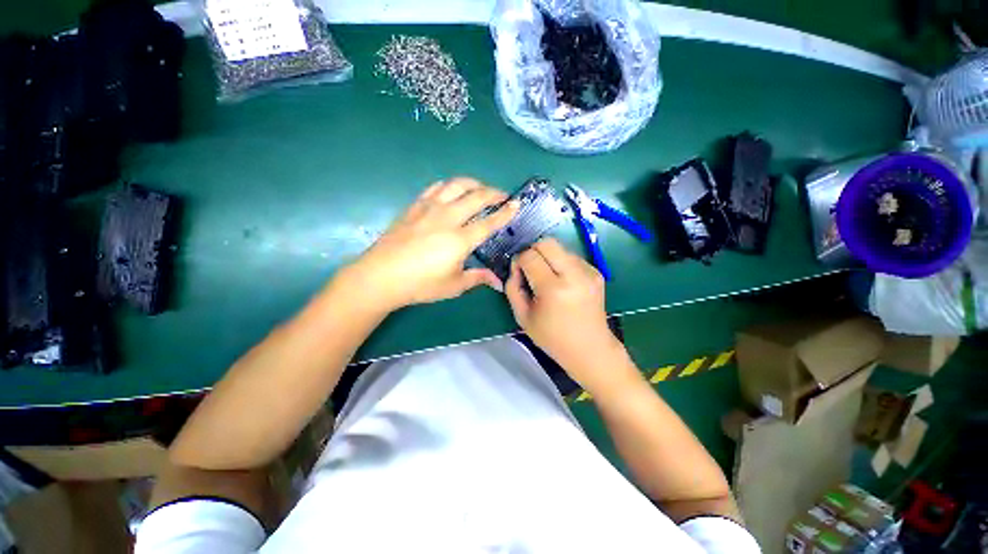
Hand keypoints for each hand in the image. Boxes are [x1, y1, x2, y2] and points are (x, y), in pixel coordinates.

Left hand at [343, 177, 518, 310]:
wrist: (380, 276)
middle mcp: (448, 218)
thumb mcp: (453, 285)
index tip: (517, 204)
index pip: (489, 222)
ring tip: (480, 188)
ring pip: (456, 185)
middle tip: (503, 196)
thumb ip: (477, 278)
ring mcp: (429, 209)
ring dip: (473, 183)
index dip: (506, 212)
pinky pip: (435, 187)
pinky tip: (451, 190)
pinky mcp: (414, 207)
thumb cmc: (420, 284)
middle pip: (476, 196)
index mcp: (460, 239)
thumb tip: (498, 282)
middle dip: (494, 193)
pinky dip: (449, 185)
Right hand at [505, 238, 632, 389]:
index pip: (530, 256)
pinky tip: (562, 282)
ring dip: (548, 257)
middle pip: (547, 243)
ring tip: (547, 278)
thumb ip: (513, 287)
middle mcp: (574, 274)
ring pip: (560, 248)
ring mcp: (588, 271)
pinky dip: (561, 263)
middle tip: (530, 269)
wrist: (590, 349)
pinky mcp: (596, 272)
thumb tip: (515, 267)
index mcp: (553, 288)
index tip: (518, 273)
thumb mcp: (522, 317)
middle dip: (533, 251)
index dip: (519, 261)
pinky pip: (571, 257)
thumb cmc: (552, 337)